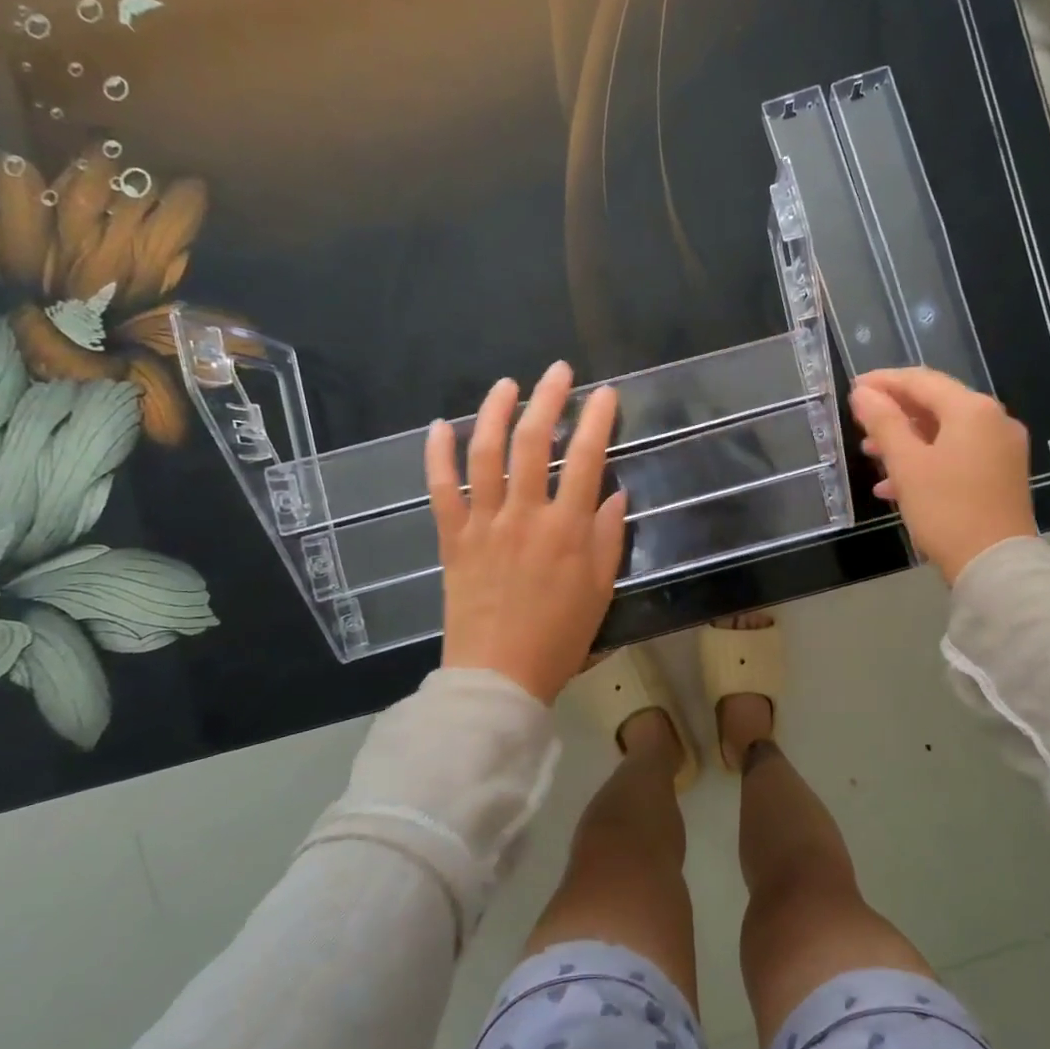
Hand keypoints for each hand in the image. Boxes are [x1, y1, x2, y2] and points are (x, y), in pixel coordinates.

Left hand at [427, 362, 626, 704]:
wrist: (498, 677)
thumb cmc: (559, 637)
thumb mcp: (600, 590)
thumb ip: (607, 537)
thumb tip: (613, 494)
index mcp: (567, 529)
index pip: (585, 458)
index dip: (597, 420)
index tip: (605, 393)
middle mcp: (524, 516)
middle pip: (533, 442)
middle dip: (548, 399)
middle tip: (558, 371)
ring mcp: (484, 524)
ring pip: (486, 454)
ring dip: (495, 412)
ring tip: (507, 384)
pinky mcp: (452, 539)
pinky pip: (441, 489)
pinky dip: (437, 455)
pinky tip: (439, 426)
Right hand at [849, 368, 1037, 584]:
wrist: (995, 564)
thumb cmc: (946, 509)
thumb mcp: (907, 464)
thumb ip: (883, 422)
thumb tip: (863, 393)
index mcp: (972, 410)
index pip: (921, 380)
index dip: (883, 382)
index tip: (853, 389)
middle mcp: (994, 420)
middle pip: (936, 403)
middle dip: (895, 413)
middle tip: (860, 422)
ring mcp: (1002, 448)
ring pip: (945, 431)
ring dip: (907, 438)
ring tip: (871, 453)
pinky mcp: (1002, 474)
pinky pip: (958, 453)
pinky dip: (927, 459)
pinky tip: (896, 483)